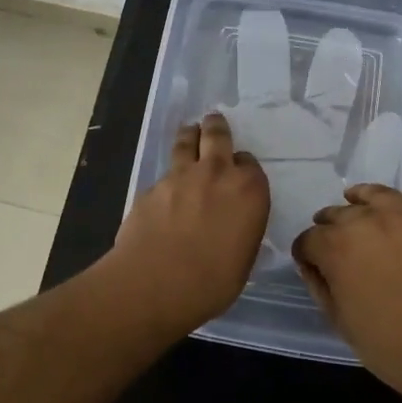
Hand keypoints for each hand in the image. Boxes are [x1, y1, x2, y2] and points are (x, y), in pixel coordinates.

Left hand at [111, 112, 268, 327]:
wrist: (156, 283)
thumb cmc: (212, 282)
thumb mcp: (243, 260)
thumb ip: (241, 232)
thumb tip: (232, 230)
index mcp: (249, 191)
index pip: (250, 165)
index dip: (243, 167)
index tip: (239, 173)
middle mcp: (217, 173)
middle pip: (217, 136)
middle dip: (216, 126)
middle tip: (213, 119)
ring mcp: (181, 176)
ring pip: (186, 142)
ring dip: (189, 135)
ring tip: (189, 131)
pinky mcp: (151, 187)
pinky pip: (164, 174)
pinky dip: (168, 176)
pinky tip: (164, 190)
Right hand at [292, 115, 401, 402]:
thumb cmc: (393, 346)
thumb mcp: (341, 322)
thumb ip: (321, 285)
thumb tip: (312, 262)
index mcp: (336, 245)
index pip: (309, 240)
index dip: (309, 256)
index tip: (315, 270)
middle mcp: (368, 219)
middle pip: (340, 216)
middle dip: (334, 231)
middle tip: (342, 254)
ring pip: (377, 194)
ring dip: (364, 199)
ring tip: (358, 201)